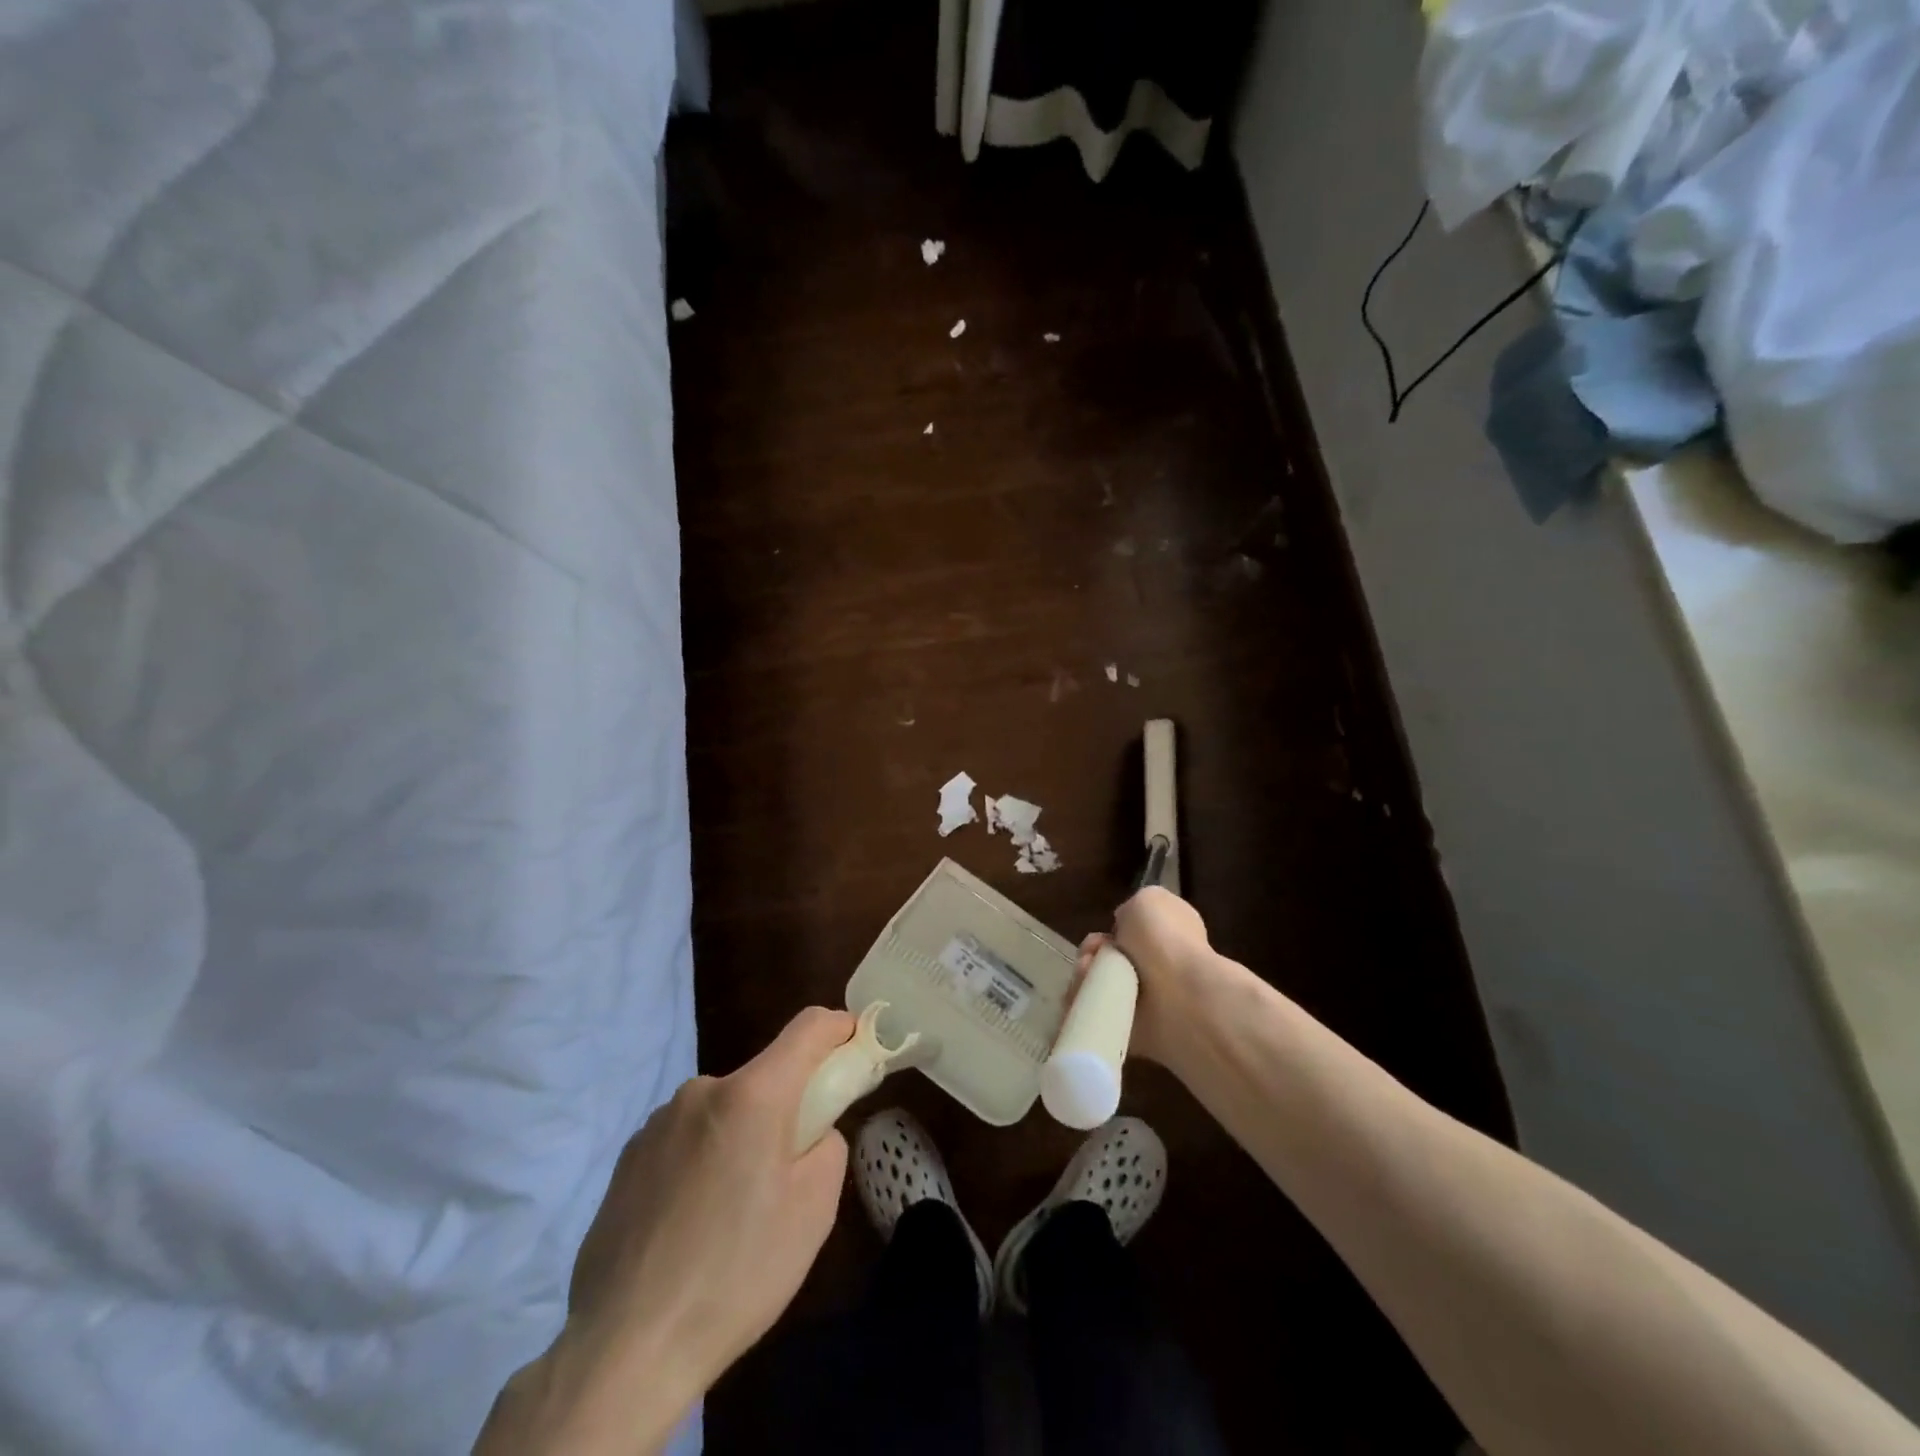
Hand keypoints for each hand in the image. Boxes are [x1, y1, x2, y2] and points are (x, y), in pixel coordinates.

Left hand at [476, 1008, 853, 1454]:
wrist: (624, 1349)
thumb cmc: (736, 1274)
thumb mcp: (814, 1211)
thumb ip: (828, 1144)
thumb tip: (810, 1132)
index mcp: (752, 1095)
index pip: (808, 1028)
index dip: (839, 1029)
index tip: (856, 1048)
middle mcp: (703, 1091)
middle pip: (764, 1076)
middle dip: (787, 1107)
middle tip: (789, 1172)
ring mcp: (659, 1122)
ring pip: (724, 1110)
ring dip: (741, 1136)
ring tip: (732, 1213)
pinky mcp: (628, 1156)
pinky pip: (687, 1138)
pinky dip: (704, 1159)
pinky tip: (692, 1224)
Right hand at [1077, 886, 1212, 1062]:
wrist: (1179, 997)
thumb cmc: (1166, 940)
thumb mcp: (1150, 900)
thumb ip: (1134, 909)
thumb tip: (1123, 930)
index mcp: (1172, 936)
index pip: (1134, 932)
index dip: (1115, 929)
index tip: (1110, 930)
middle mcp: (1158, 967)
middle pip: (1108, 958)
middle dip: (1091, 953)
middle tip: (1091, 954)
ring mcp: (1143, 1000)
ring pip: (1096, 983)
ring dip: (1085, 976)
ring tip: (1089, 974)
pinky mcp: (1127, 1029)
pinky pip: (1093, 1012)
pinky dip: (1082, 1003)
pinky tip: (1086, 995)